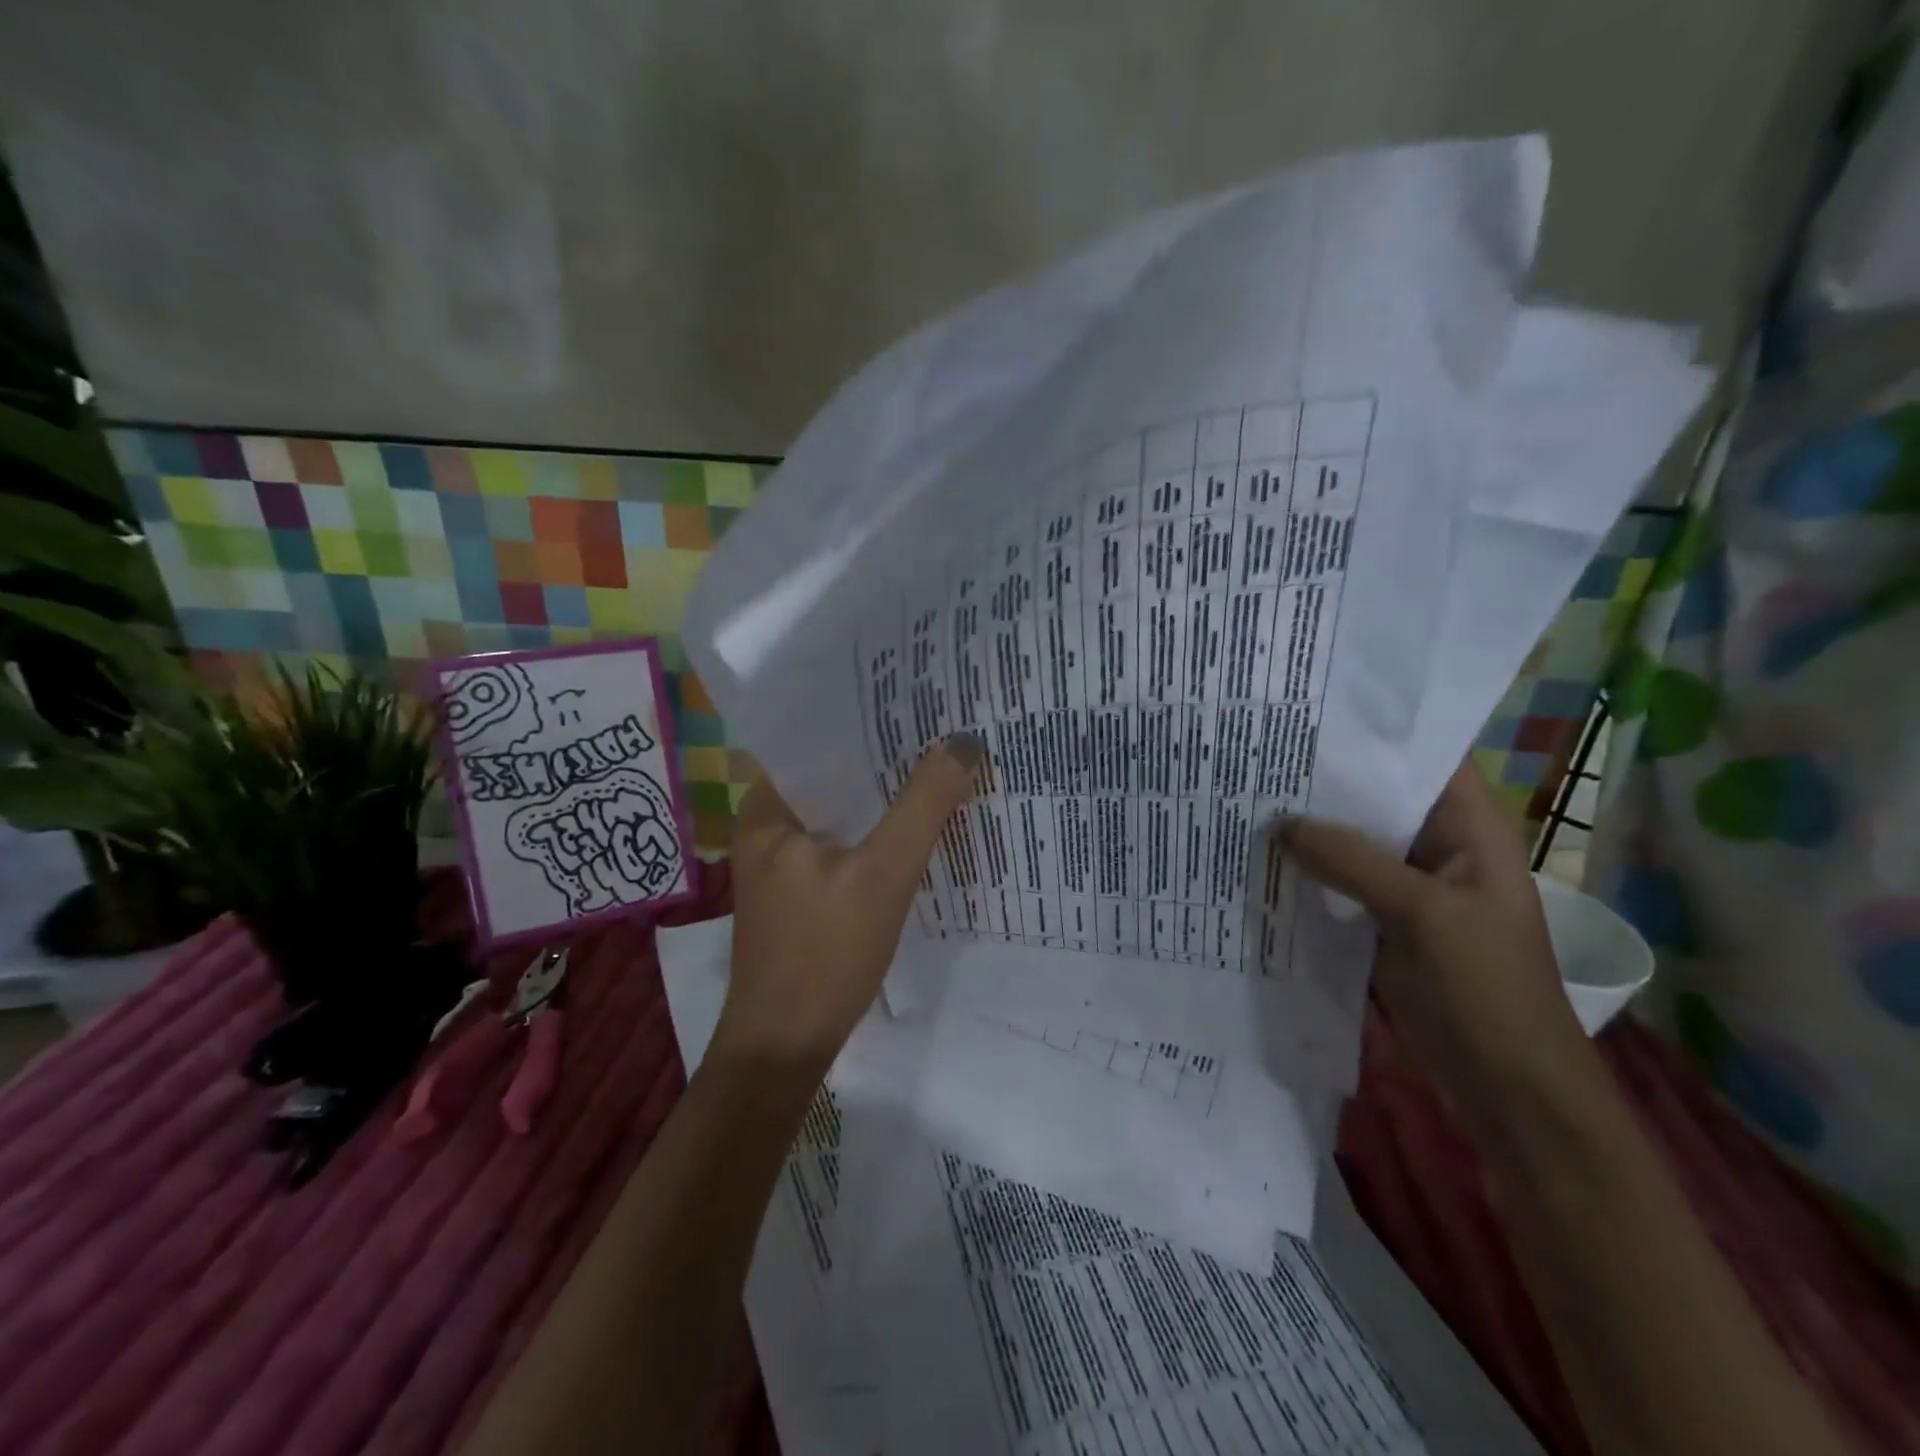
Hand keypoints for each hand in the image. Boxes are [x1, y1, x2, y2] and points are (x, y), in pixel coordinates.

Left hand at [714, 734, 984, 1069]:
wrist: (785, 1046)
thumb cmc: (825, 954)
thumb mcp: (884, 874)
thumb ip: (923, 806)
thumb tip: (963, 742)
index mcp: (767, 807)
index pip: (816, 738)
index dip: (867, 717)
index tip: (917, 700)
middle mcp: (767, 824)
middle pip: (832, 773)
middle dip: (882, 755)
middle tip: (939, 728)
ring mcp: (782, 859)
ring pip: (841, 808)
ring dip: (882, 793)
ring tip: (936, 765)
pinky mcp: (800, 888)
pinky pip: (843, 840)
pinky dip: (875, 828)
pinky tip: (913, 824)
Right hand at [1281, 763, 1592, 1135]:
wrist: (1508, 1088)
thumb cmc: (1486, 990)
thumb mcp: (1422, 915)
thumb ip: (1351, 862)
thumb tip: (1279, 823)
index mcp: (1470, 831)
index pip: (1422, 760)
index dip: (1374, 735)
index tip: (1311, 716)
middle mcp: (1438, 848)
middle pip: (1378, 800)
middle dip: (1325, 781)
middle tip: (1261, 753)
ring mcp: (1409, 888)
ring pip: (1354, 844)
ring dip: (1311, 829)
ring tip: (1249, 796)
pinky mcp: (1384, 923)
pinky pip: (1341, 885)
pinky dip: (1309, 873)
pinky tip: (1263, 859)